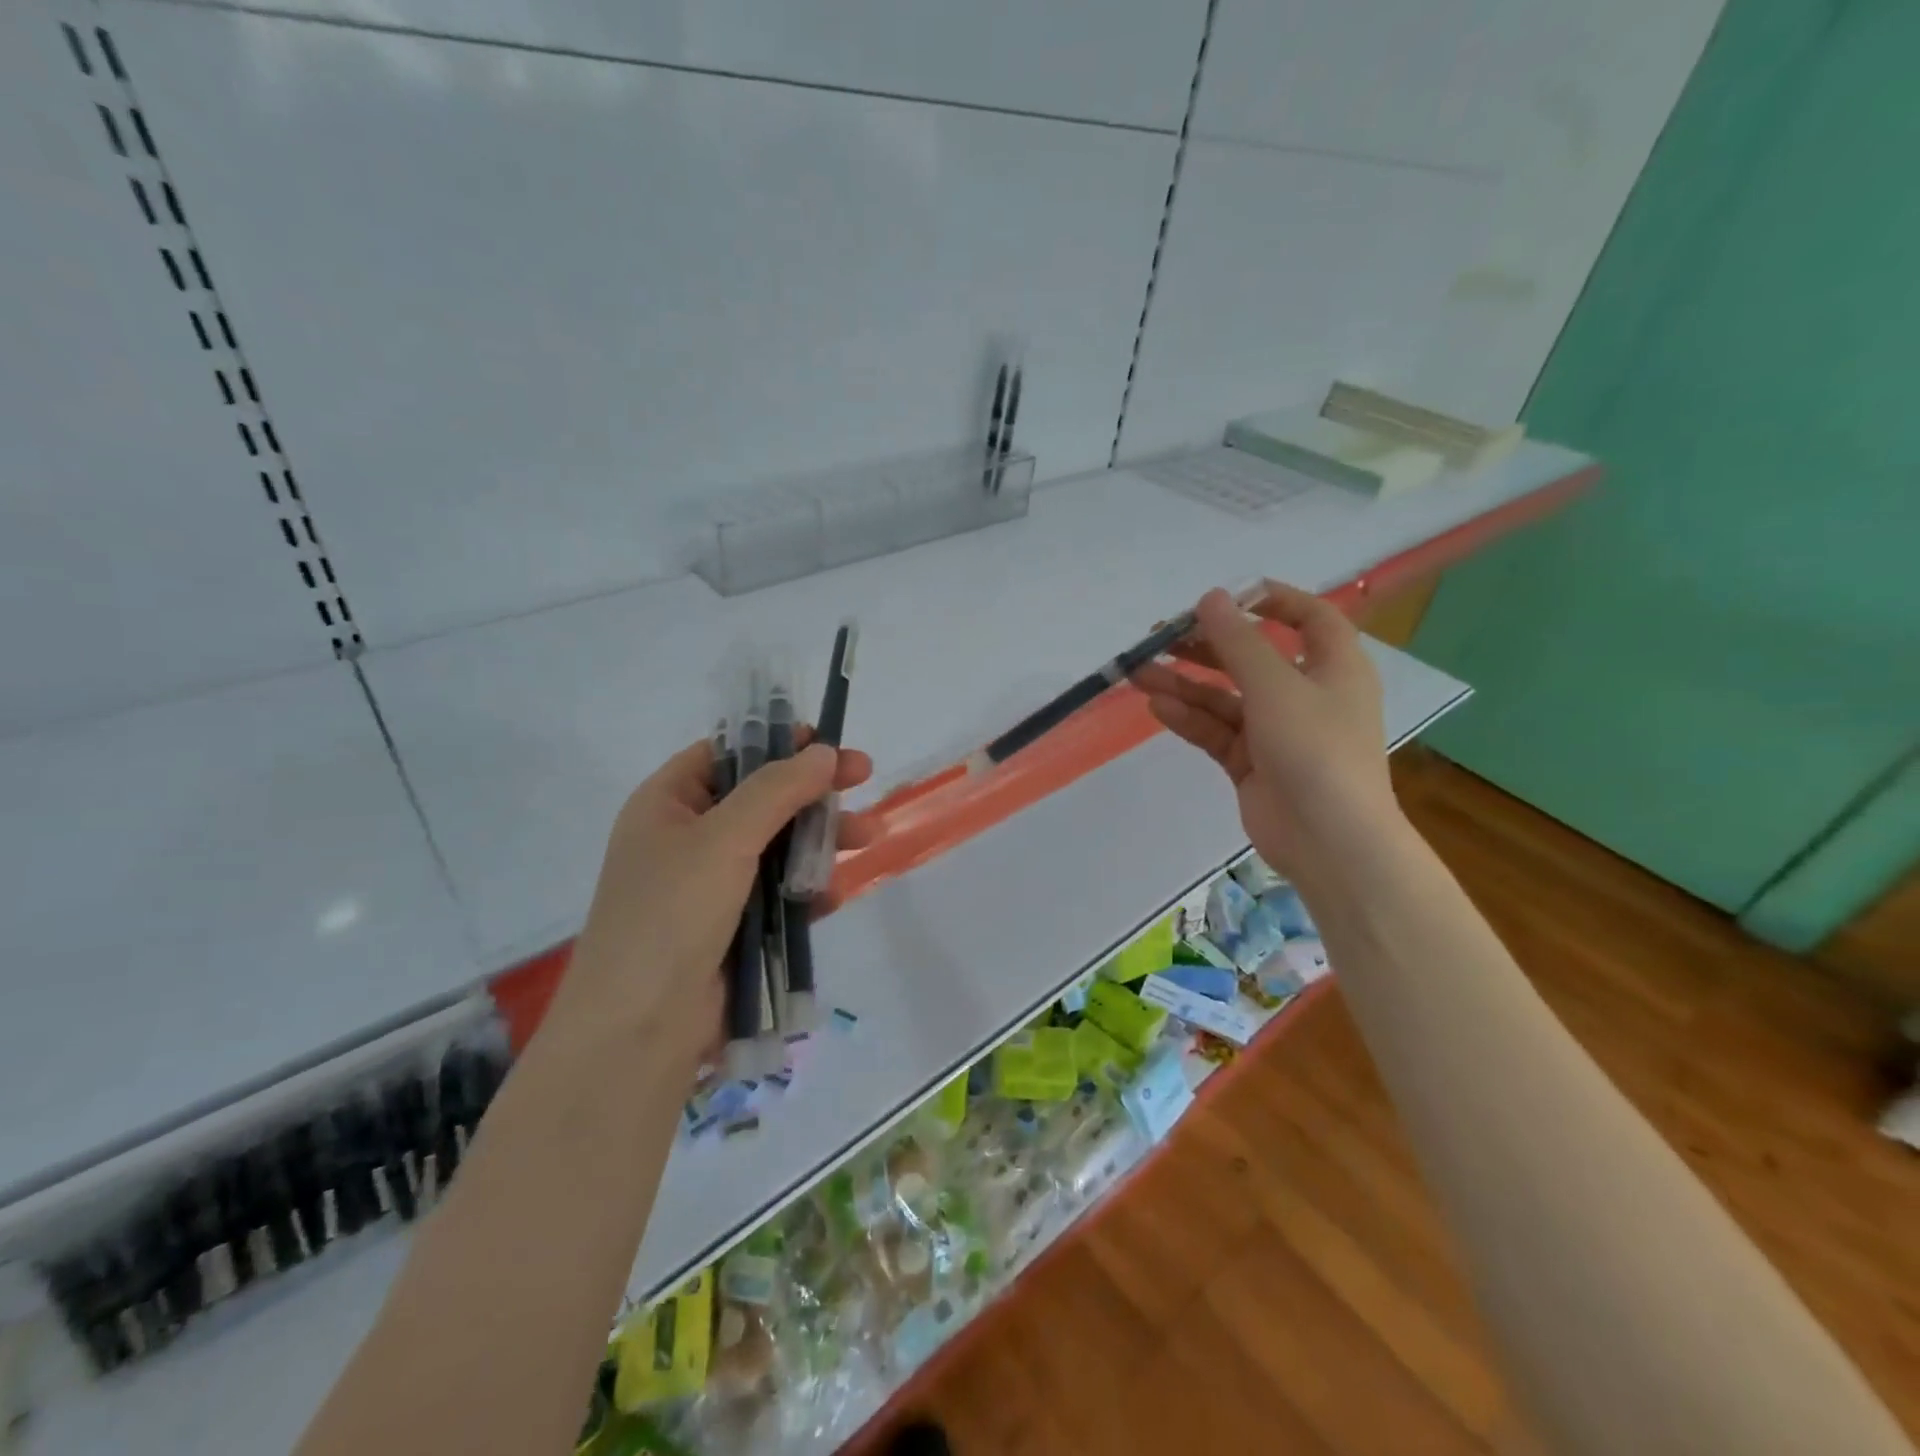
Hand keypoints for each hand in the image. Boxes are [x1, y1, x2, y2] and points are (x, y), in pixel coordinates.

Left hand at [552, 735, 874, 1071]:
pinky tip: (835, 894)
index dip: (778, 742)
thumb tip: (826, 753)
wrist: (640, 1029)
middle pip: (761, 798)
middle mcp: (687, 837)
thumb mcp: (724, 838)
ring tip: (867, 837)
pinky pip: (779, 893)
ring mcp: (710, 885)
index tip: (828, 743)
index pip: (728, 753)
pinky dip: (807, 889)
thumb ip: (777, 790)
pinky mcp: (734, 926)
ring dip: (821, 840)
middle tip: (864, 780)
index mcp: (668, 803)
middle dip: (813, 792)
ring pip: (778, 846)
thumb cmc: (671, 914)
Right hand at [1131, 580, 1400, 892]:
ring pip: (1225, 697)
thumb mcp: (1276, 686)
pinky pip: (1217, 731)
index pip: (1310, 618)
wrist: (1329, 840)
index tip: (1226, 595)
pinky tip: (1158, 706)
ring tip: (1139, 672)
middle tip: (1161, 636)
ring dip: (1185, 684)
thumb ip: (1239, 641)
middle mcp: (1307, 694)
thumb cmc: (1315, 749)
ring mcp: (1277, 732)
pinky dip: (1190, 718)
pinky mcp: (1252, 763)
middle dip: (1207, 646)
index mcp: (1334, 667)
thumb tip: (1210, 597)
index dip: (1273, 600)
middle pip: (1253, 658)